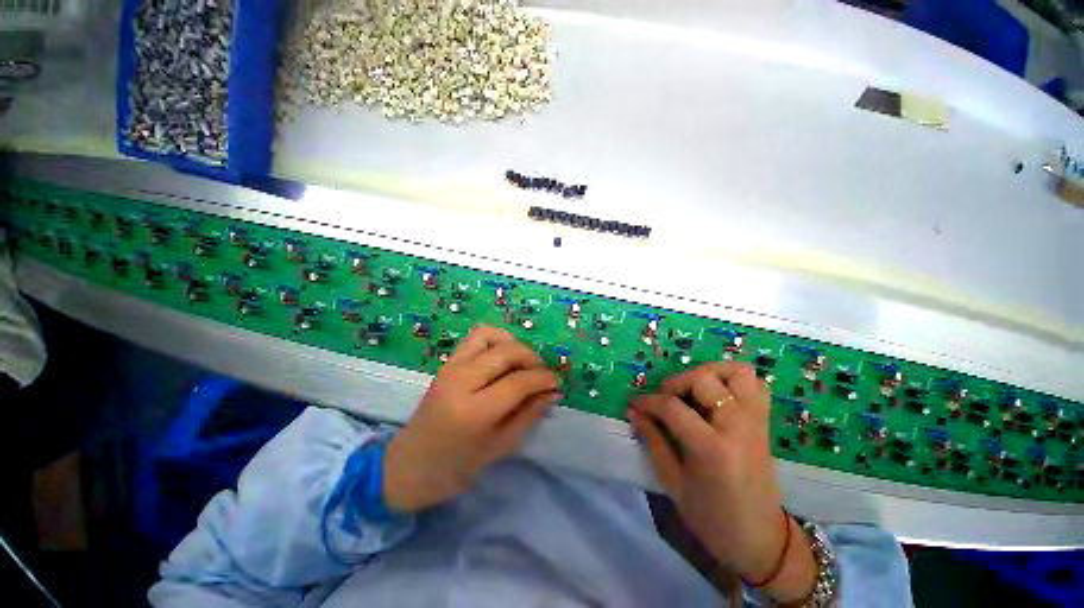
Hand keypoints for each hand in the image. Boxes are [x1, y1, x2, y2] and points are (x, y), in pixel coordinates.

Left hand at [383, 325, 561, 512]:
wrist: (409, 465)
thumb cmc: (456, 467)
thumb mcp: (500, 447)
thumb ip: (529, 415)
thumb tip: (553, 392)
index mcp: (475, 411)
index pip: (519, 382)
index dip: (543, 379)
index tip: (556, 383)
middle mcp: (461, 380)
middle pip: (507, 352)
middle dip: (532, 358)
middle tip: (541, 373)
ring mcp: (451, 367)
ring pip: (490, 334)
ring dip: (513, 344)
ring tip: (522, 363)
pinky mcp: (447, 362)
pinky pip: (476, 337)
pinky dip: (496, 340)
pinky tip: (503, 358)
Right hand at [628, 362, 815, 601]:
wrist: (761, 541)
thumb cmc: (712, 519)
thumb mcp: (673, 484)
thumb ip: (653, 442)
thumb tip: (634, 412)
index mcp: (712, 448)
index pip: (672, 407)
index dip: (647, 401)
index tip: (633, 403)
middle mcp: (738, 427)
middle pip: (704, 379)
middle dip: (675, 382)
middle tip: (663, 398)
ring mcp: (755, 422)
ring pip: (737, 372)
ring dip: (709, 372)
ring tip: (691, 389)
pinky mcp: (764, 422)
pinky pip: (755, 384)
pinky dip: (733, 380)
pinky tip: (716, 394)